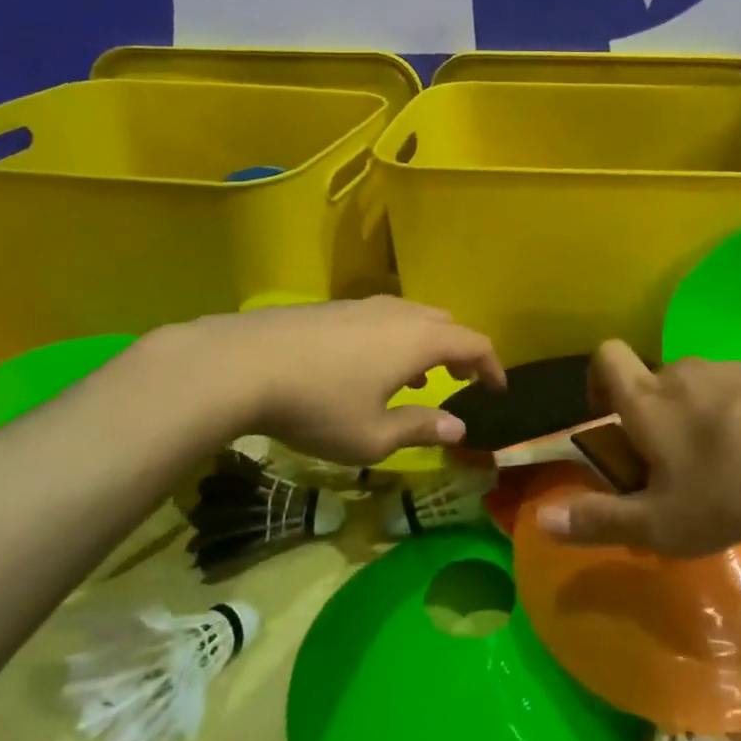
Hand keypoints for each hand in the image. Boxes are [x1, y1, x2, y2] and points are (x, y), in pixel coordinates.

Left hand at [146, 296, 505, 466]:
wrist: (242, 363)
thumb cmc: (318, 405)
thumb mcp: (372, 435)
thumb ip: (420, 429)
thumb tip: (459, 428)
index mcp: (420, 340)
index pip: (474, 344)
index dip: (492, 366)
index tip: (498, 389)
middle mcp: (400, 313)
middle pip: (446, 323)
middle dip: (460, 351)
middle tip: (460, 380)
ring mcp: (364, 305)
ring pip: (412, 317)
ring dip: (426, 345)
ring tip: (417, 378)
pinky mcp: (333, 307)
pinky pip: (383, 318)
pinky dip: (395, 339)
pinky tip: (369, 366)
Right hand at [533, 339, 740, 555]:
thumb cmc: (729, 484)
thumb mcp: (661, 523)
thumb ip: (600, 521)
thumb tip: (541, 520)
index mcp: (647, 399)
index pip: (606, 358)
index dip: (597, 380)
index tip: (607, 418)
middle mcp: (682, 372)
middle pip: (654, 381)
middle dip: (652, 417)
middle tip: (671, 469)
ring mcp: (729, 368)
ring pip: (698, 389)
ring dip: (697, 419)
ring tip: (722, 468)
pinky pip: (740, 393)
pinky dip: (738, 418)